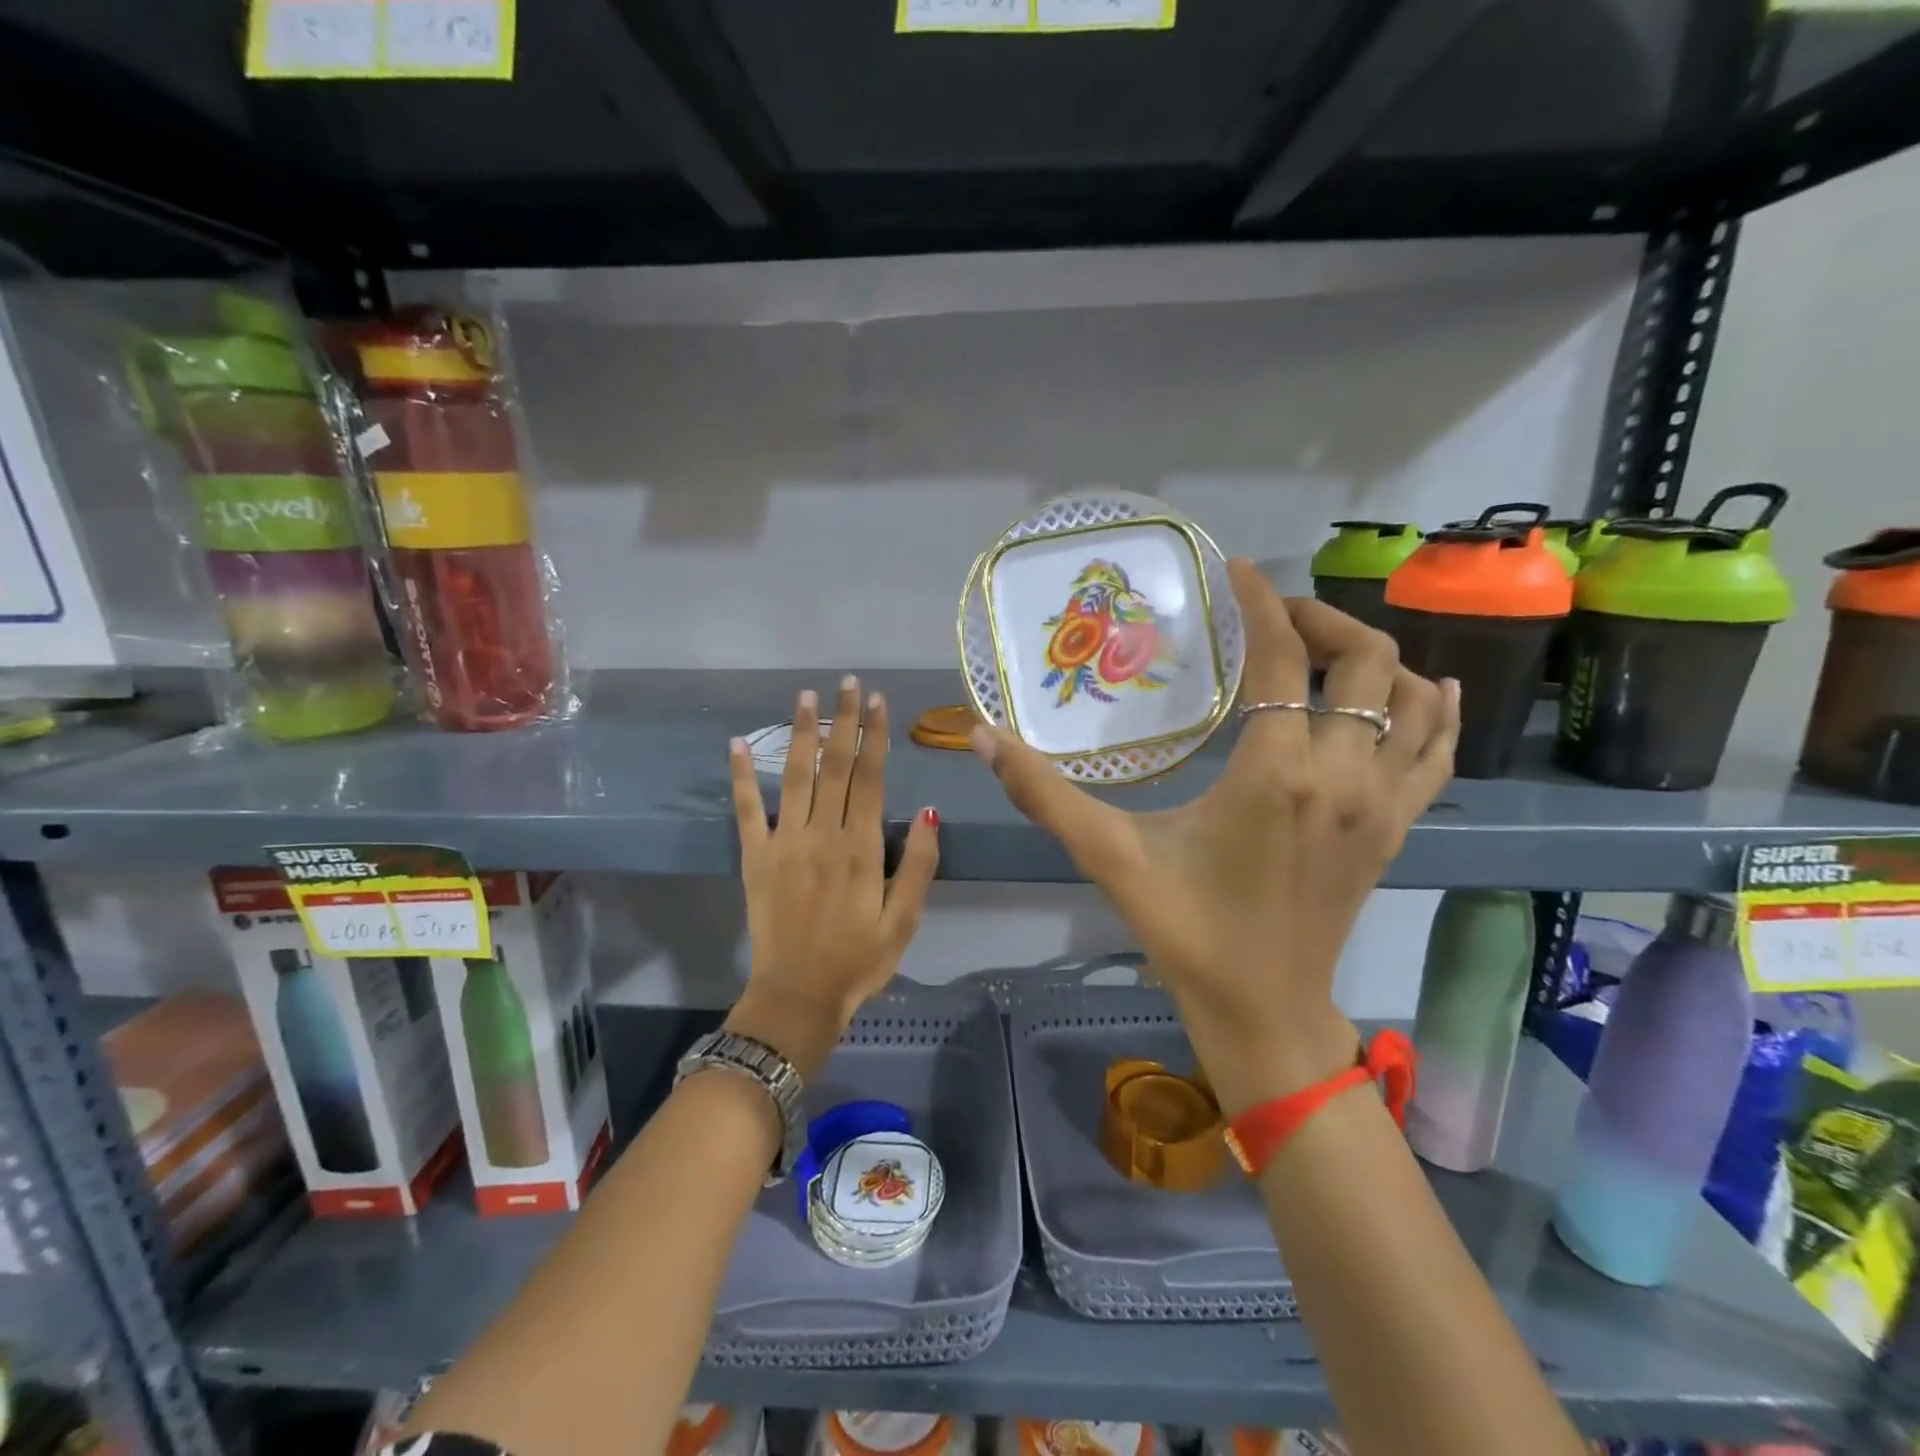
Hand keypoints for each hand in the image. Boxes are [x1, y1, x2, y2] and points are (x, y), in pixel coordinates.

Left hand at [726, 676, 939, 1078]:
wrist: (797, 997)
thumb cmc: (858, 961)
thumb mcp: (905, 921)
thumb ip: (921, 865)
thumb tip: (933, 811)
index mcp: (862, 848)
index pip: (871, 778)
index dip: (875, 736)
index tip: (877, 701)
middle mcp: (822, 834)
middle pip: (835, 766)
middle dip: (843, 721)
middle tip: (847, 683)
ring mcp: (784, 843)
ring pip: (794, 775)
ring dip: (800, 733)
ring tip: (806, 697)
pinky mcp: (755, 857)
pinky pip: (746, 810)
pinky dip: (740, 776)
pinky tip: (735, 743)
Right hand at [971, 560, 1458, 1112]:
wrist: (1262, 1009)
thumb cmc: (1185, 930)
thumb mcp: (1109, 856)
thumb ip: (1043, 793)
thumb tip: (980, 736)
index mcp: (1277, 772)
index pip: (1283, 658)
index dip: (1262, 603)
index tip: (1238, 570)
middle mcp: (1343, 774)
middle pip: (1365, 660)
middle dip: (1320, 619)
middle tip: (1272, 615)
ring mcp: (1382, 802)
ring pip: (1410, 698)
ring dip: (1373, 657)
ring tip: (1324, 645)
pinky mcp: (1397, 828)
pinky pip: (1436, 751)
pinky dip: (1435, 711)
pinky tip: (1427, 689)